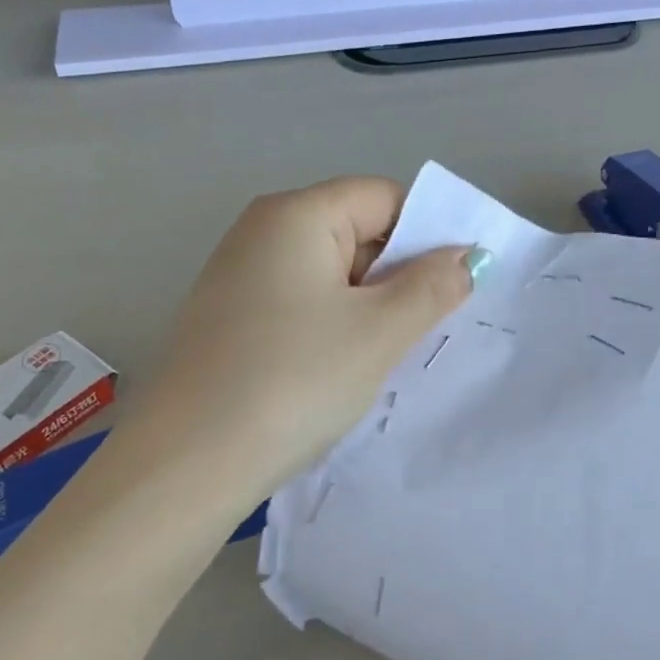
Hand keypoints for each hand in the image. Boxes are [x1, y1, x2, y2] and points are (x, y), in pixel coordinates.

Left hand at [139, 176, 478, 494]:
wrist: (192, 461)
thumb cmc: (295, 381)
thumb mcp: (379, 333)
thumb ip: (431, 287)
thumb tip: (467, 258)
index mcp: (295, 215)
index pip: (382, 197)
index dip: (428, 234)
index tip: (458, 285)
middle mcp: (260, 233)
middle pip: (355, 232)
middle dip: (399, 275)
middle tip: (430, 327)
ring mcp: (238, 278)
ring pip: (329, 276)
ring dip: (369, 308)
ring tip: (388, 356)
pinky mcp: (229, 322)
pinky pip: (300, 307)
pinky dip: (332, 328)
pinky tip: (341, 370)